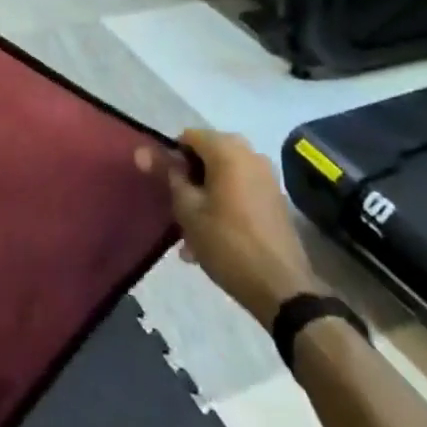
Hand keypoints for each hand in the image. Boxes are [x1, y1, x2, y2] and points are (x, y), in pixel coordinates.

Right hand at [138, 130, 320, 328]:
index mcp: (227, 149)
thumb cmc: (228, 244)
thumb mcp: (187, 209)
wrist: (284, 289)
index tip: (165, 187)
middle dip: (189, 180)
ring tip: (193, 235)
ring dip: (205, 196)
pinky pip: (240, 190)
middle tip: (177, 211)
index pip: (187, 137)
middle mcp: (250, 154)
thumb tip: (143, 151)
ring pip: (223, 176)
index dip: (171, 158)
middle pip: (206, 156)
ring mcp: (266, 176)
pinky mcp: (275, 199)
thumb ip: (167, 174)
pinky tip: (214, 237)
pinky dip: (224, 205)